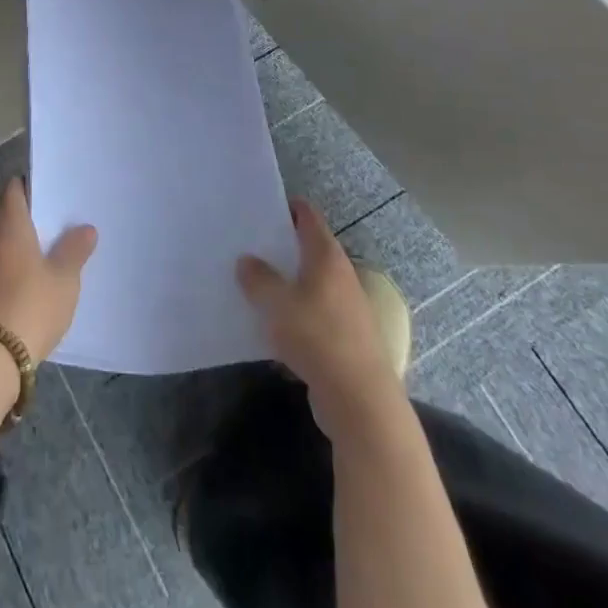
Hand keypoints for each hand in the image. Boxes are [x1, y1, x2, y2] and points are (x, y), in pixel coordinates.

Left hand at [0, 178, 96, 362]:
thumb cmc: (31, 305)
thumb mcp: (64, 278)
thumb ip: (74, 250)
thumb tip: (85, 229)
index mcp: (9, 227)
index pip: (13, 190)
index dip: (29, 185)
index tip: (49, 189)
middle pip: (9, 219)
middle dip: (31, 222)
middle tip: (60, 227)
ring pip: (4, 247)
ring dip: (23, 250)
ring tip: (51, 258)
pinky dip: (15, 272)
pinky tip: (34, 287)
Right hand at [238, 197, 403, 440]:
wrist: (360, 401)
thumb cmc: (317, 337)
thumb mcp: (277, 303)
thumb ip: (259, 278)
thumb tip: (247, 260)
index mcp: (327, 256)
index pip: (308, 216)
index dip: (286, 207)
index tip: (259, 207)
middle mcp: (340, 276)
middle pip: (308, 249)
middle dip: (280, 246)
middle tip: (246, 244)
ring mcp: (345, 308)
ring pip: (309, 284)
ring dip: (285, 282)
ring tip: (252, 283)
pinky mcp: (343, 339)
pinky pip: (312, 314)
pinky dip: (293, 313)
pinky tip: (269, 326)